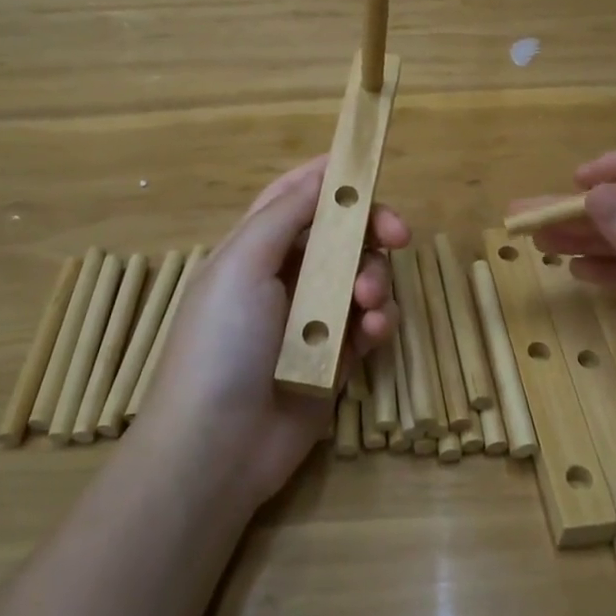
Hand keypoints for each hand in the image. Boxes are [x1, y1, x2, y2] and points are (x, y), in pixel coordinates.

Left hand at [134, 156, 408, 511]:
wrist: (217, 447)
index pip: (296, 198)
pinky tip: (372, 331)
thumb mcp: (242, 264)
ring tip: (367, 302)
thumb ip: (286, 214)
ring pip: (362, 276)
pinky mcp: (336, 357)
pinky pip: (369, 323)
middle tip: (397, 234)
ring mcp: (313, 318)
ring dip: (374, 279)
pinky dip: (378, 320)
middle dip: (370, 230)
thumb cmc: (221, 342)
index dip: (330, 178)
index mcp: (255, 248)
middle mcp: (285, 277)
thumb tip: (323, 173)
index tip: (369, 168)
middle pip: (340, 235)